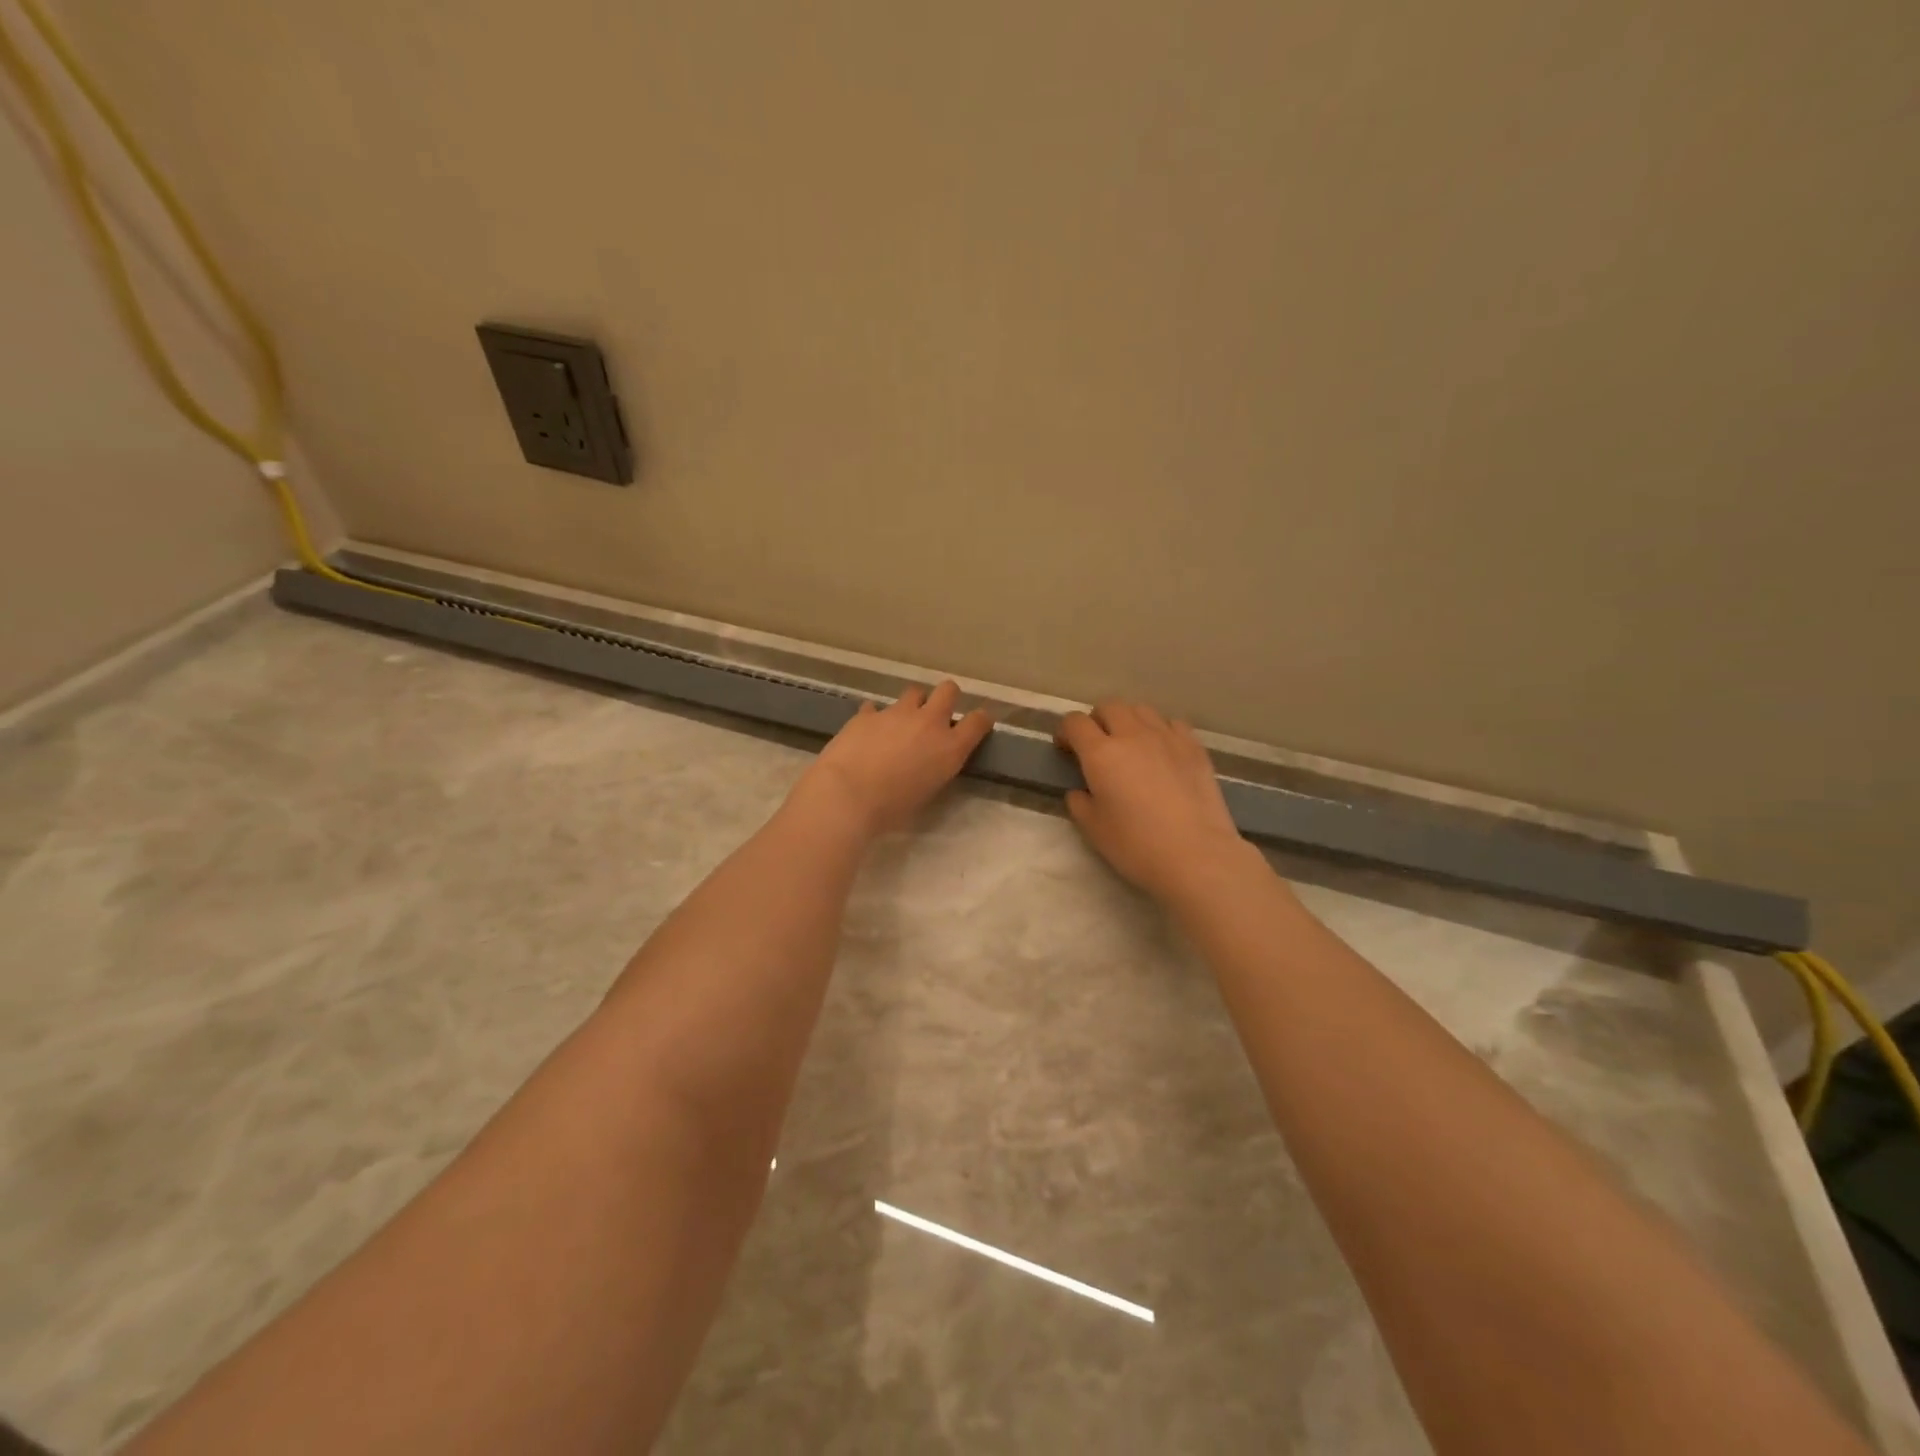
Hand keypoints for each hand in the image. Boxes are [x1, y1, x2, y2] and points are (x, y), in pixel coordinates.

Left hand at [793, 681, 992, 839]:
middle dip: (946, 698)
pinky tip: (868, 732)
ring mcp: (897, 713)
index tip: (976, 725)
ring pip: (914, 692)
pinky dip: (876, 717)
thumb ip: (935, 769)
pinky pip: (876, 707)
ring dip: (912, 704)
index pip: (979, 721)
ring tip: (900, 723)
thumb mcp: (927, 793)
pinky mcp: (867, 713)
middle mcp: (928, 722)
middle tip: (936, 716)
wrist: (848, 795)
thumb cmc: (891, 809)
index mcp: (950, 747)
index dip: (980, 720)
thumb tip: (931, 761)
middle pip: (948, 690)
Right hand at [1055, 700, 1248, 900]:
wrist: (1196, 855)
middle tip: (1097, 746)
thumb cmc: (1137, 846)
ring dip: (1128, 721)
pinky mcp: (1195, 748)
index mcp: (1101, 754)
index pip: (1075, 722)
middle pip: (1109, 706)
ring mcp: (1167, 737)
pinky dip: (1160, 730)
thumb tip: (1081, 790)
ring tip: (1131, 745)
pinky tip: (1162, 752)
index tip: (1066, 749)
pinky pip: (1172, 724)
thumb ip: (1079, 803)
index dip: (1065, 732)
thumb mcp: (1093, 829)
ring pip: (1141, 710)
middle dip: (1097, 720)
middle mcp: (1133, 735)